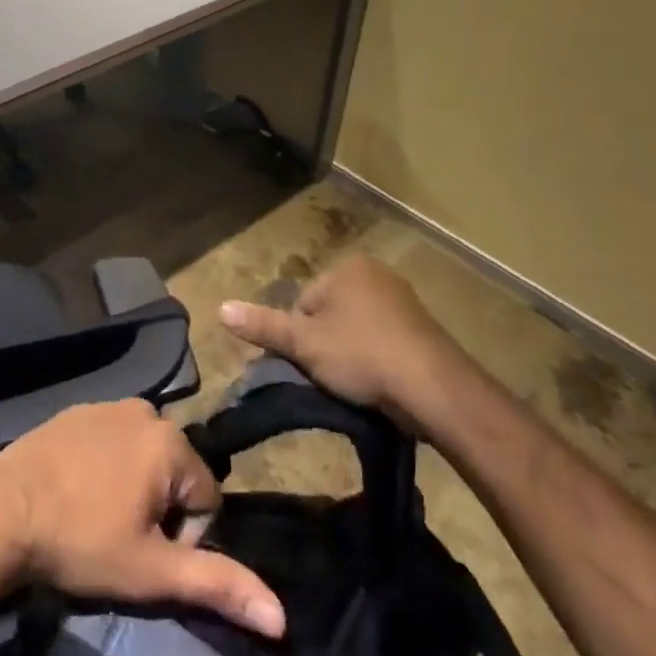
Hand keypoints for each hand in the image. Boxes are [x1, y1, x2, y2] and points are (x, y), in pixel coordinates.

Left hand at [0, 400, 285, 637]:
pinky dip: (105, 465)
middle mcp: (146, 410)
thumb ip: (216, 583)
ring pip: (143, 455)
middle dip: (158, 507)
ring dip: (132, 485)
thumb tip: (281, 616)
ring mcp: (108, 404)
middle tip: (120, 535)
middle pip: (174, 472)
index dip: (183, 535)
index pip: (206, 498)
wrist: (2, 510)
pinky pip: (111, 439)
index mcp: (170, 441)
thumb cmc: (81, 540)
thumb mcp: (151, 571)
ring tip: (97, 514)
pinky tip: (77, 490)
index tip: (144, 551)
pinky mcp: (78, 408)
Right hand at [219, 253, 476, 435]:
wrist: (435, 388)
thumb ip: (263, 326)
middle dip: (327, 343)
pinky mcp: (423, 327)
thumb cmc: (362, 355)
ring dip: (353, 353)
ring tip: (358, 385)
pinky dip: (378, 359)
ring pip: (357, 328)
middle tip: (333, 377)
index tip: (311, 364)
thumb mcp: (304, 344)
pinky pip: (385, 339)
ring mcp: (403, 299)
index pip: (304, 302)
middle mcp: (375, 273)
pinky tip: (381, 384)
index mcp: (345, 268)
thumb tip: (220, 308)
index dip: (302, 337)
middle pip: (330, 313)